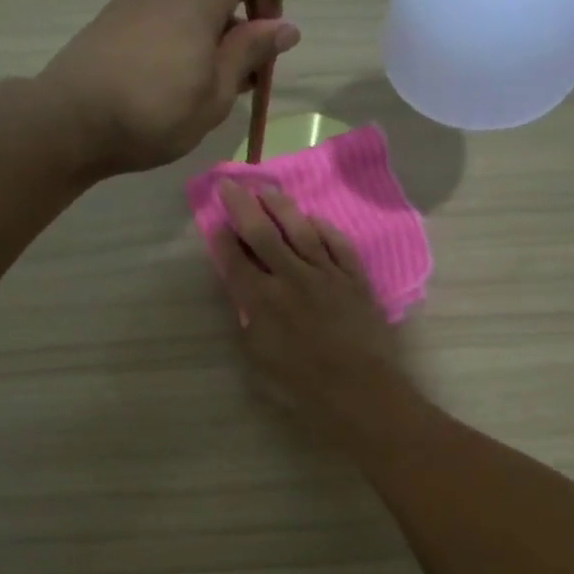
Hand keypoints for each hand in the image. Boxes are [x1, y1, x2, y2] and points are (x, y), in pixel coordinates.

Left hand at [38, 0, 300, 175]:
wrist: (70, 122)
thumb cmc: (156, 110)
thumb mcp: (216, 91)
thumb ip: (250, 53)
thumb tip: (286, 26)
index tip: (264, 43)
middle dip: (231, 28)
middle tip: (236, 81)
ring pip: (183, 10)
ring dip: (200, 41)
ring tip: (200, 92)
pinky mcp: (108, 21)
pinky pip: (155, 23)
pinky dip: (171, 46)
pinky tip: (166, 88)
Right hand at [211, 181, 408, 433]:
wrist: (358, 389)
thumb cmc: (301, 385)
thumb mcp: (259, 359)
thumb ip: (248, 321)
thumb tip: (244, 296)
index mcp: (261, 301)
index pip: (235, 260)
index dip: (222, 239)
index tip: (214, 221)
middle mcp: (290, 278)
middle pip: (262, 233)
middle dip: (242, 206)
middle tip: (229, 183)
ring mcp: (325, 274)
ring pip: (300, 230)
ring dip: (281, 207)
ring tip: (267, 189)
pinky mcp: (354, 279)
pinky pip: (337, 245)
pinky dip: (324, 229)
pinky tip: (313, 219)